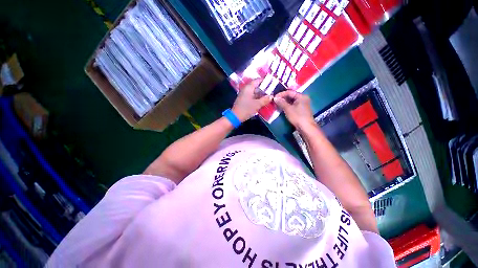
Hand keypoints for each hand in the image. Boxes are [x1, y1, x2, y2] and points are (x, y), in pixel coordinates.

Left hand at [232, 80, 272, 121]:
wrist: (235, 117)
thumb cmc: (246, 109)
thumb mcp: (257, 104)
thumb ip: (265, 99)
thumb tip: (271, 96)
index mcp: (248, 88)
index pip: (258, 80)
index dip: (265, 81)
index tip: (272, 82)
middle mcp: (246, 89)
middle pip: (256, 86)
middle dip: (264, 89)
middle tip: (272, 91)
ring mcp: (244, 95)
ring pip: (254, 92)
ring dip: (261, 94)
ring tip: (269, 97)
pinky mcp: (244, 100)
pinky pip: (252, 97)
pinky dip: (257, 98)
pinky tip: (262, 101)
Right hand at [274, 90, 315, 129]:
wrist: (306, 127)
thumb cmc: (297, 116)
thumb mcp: (288, 109)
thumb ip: (281, 102)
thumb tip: (275, 98)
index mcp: (301, 96)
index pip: (289, 92)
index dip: (281, 94)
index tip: (274, 98)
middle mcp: (303, 99)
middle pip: (291, 96)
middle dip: (282, 98)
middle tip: (275, 101)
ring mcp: (302, 104)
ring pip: (291, 101)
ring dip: (284, 103)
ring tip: (277, 105)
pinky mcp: (301, 110)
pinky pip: (293, 105)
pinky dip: (287, 106)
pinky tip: (282, 108)